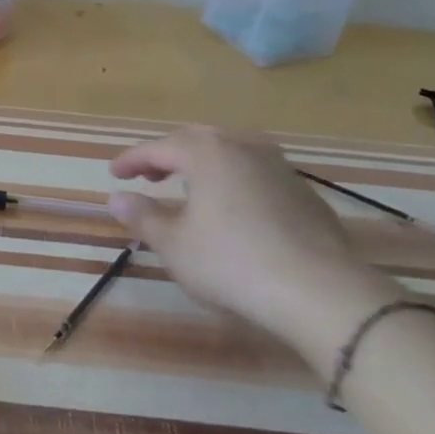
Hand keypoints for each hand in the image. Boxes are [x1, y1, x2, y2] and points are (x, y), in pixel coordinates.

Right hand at [109, 127, 401, 371]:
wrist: (320, 291)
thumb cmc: (232, 263)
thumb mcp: (174, 245)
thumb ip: (143, 216)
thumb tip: (117, 198)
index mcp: (207, 152)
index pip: (158, 147)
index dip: (132, 160)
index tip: (114, 174)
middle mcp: (243, 147)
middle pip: (196, 141)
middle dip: (167, 156)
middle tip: (148, 175)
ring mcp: (279, 167)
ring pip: (231, 153)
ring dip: (203, 165)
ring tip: (188, 186)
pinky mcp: (304, 193)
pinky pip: (256, 175)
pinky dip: (233, 182)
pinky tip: (232, 209)